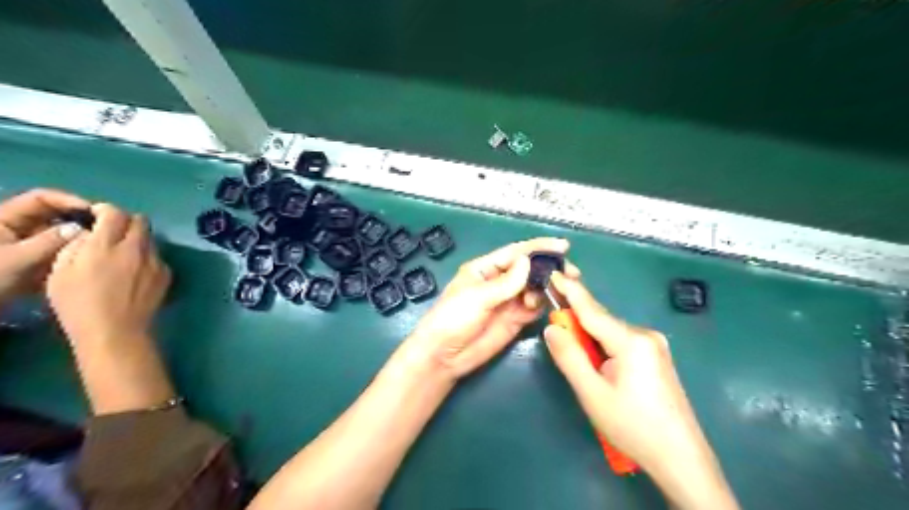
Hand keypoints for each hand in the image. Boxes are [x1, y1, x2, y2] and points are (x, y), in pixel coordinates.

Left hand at [1, 187, 89, 305]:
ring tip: (100, 246)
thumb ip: (50, 241)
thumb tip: (82, 229)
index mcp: (4, 219)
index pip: (41, 198)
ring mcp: (26, 245)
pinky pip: (59, 251)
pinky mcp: (34, 261)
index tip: (95, 211)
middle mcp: (17, 227)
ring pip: (59, 234)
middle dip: (79, 221)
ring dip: (78, 239)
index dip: (68, 201)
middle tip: (104, 229)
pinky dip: (73, 254)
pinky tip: (89, 261)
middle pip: (54, 215)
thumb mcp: (17, 259)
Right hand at [45, 206, 169, 347]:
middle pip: (140, 220)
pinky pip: (158, 257)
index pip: (114, 212)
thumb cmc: (79, 304)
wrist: (116, 331)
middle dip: (126, 221)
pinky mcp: (167, 274)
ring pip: (151, 239)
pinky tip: (137, 273)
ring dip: (138, 240)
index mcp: (107, 245)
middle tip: (113, 233)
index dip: (105, 210)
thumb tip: (89, 234)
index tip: (97, 217)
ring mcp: (156, 261)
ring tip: (124, 256)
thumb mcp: (60, 273)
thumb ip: (76, 247)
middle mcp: (136, 248)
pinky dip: (147, 258)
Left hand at [398, 238, 582, 381]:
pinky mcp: (515, 319)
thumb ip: (505, 282)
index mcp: (486, 268)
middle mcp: (500, 281)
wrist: (444, 355)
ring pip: (534, 288)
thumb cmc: (453, 318)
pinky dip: (544, 304)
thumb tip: (529, 262)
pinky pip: (534, 307)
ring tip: (561, 290)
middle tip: (571, 273)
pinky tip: (551, 305)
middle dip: (549, 268)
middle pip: (529, 269)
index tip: (563, 246)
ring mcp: (508, 301)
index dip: (539, 248)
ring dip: (548, 287)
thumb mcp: (477, 296)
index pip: (516, 252)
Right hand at [543, 274, 733, 509]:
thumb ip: (569, 356)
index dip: (569, 290)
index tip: (553, 272)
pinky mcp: (655, 356)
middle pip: (601, 319)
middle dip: (576, 318)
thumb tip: (552, 328)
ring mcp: (653, 345)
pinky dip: (602, 344)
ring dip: (588, 335)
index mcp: (631, 340)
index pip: (591, 309)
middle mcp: (645, 334)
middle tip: (553, 323)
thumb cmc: (632, 426)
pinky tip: (596, 361)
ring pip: (609, 331)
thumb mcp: (592, 393)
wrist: (680, 458)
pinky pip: (620, 341)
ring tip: (575, 353)